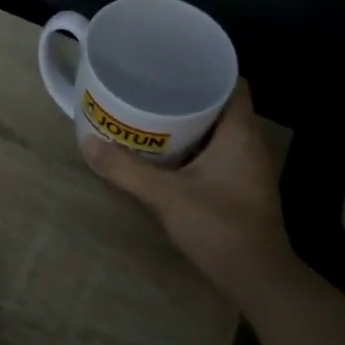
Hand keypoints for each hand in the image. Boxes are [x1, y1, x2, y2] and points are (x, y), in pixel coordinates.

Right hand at [79, 81, 293, 302]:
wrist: (258, 278)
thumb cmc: (219, 227)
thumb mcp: (165, 196)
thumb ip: (125, 170)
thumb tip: (86, 142)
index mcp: (240, 132)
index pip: (232, 82)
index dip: (206, 70)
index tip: (173, 66)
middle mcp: (252, 143)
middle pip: (224, 105)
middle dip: (191, 96)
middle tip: (153, 90)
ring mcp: (252, 167)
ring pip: (222, 132)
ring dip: (193, 124)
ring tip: (155, 116)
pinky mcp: (246, 187)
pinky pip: (222, 153)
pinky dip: (199, 148)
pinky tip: (171, 155)